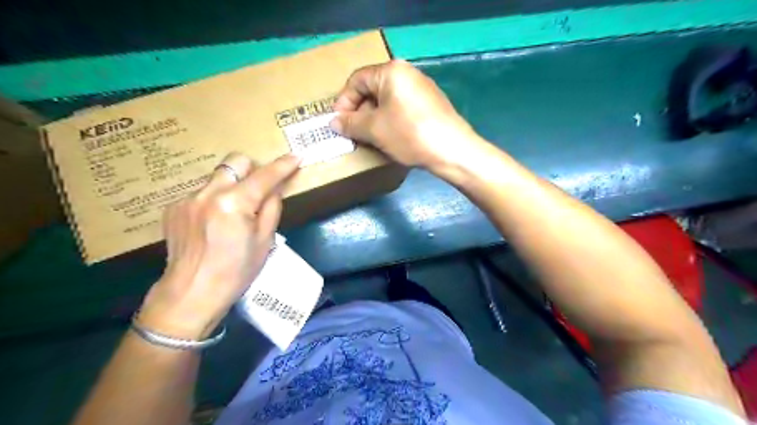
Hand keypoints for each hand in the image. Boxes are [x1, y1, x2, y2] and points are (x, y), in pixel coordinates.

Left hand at [136, 153, 302, 338]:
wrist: (191, 293)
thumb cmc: (236, 271)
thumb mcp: (265, 241)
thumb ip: (271, 208)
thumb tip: (275, 188)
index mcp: (234, 204)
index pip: (264, 176)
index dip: (283, 166)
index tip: (296, 157)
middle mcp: (208, 193)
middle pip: (235, 162)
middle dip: (252, 169)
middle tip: (260, 188)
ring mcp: (187, 199)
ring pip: (218, 177)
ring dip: (232, 185)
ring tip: (234, 212)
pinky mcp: (173, 207)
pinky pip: (202, 193)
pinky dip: (214, 200)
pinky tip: (213, 223)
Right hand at [330, 59, 485, 172]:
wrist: (452, 150)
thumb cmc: (409, 134)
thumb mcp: (374, 129)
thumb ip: (350, 123)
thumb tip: (333, 122)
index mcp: (391, 71)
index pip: (357, 80)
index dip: (344, 101)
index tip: (338, 123)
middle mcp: (408, 74)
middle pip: (373, 89)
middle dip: (359, 112)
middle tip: (354, 133)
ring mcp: (422, 89)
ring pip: (388, 101)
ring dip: (374, 119)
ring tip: (370, 138)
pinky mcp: (431, 104)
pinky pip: (402, 108)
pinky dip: (391, 121)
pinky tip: (391, 138)